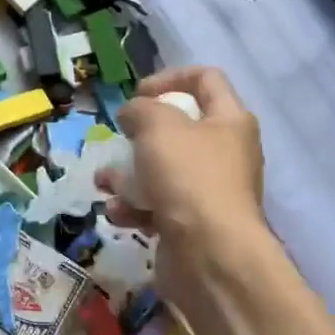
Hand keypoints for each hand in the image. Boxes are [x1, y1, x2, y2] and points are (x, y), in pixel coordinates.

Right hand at [98, 66, 268, 291]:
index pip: (205, 79)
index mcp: (230, 120)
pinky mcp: (193, 224)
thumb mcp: (158, 126)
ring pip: (162, 170)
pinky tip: (118, 213)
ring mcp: (210, 191)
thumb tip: (133, 114)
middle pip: (180, 128)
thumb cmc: (188, 177)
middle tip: (122, 137)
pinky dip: (136, 206)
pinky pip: (158, 205)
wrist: (211, 257)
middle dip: (142, 132)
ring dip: (129, 174)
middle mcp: (226, 153)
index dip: (170, 78)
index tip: (138, 94)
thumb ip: (140, 109)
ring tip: (104, 182)